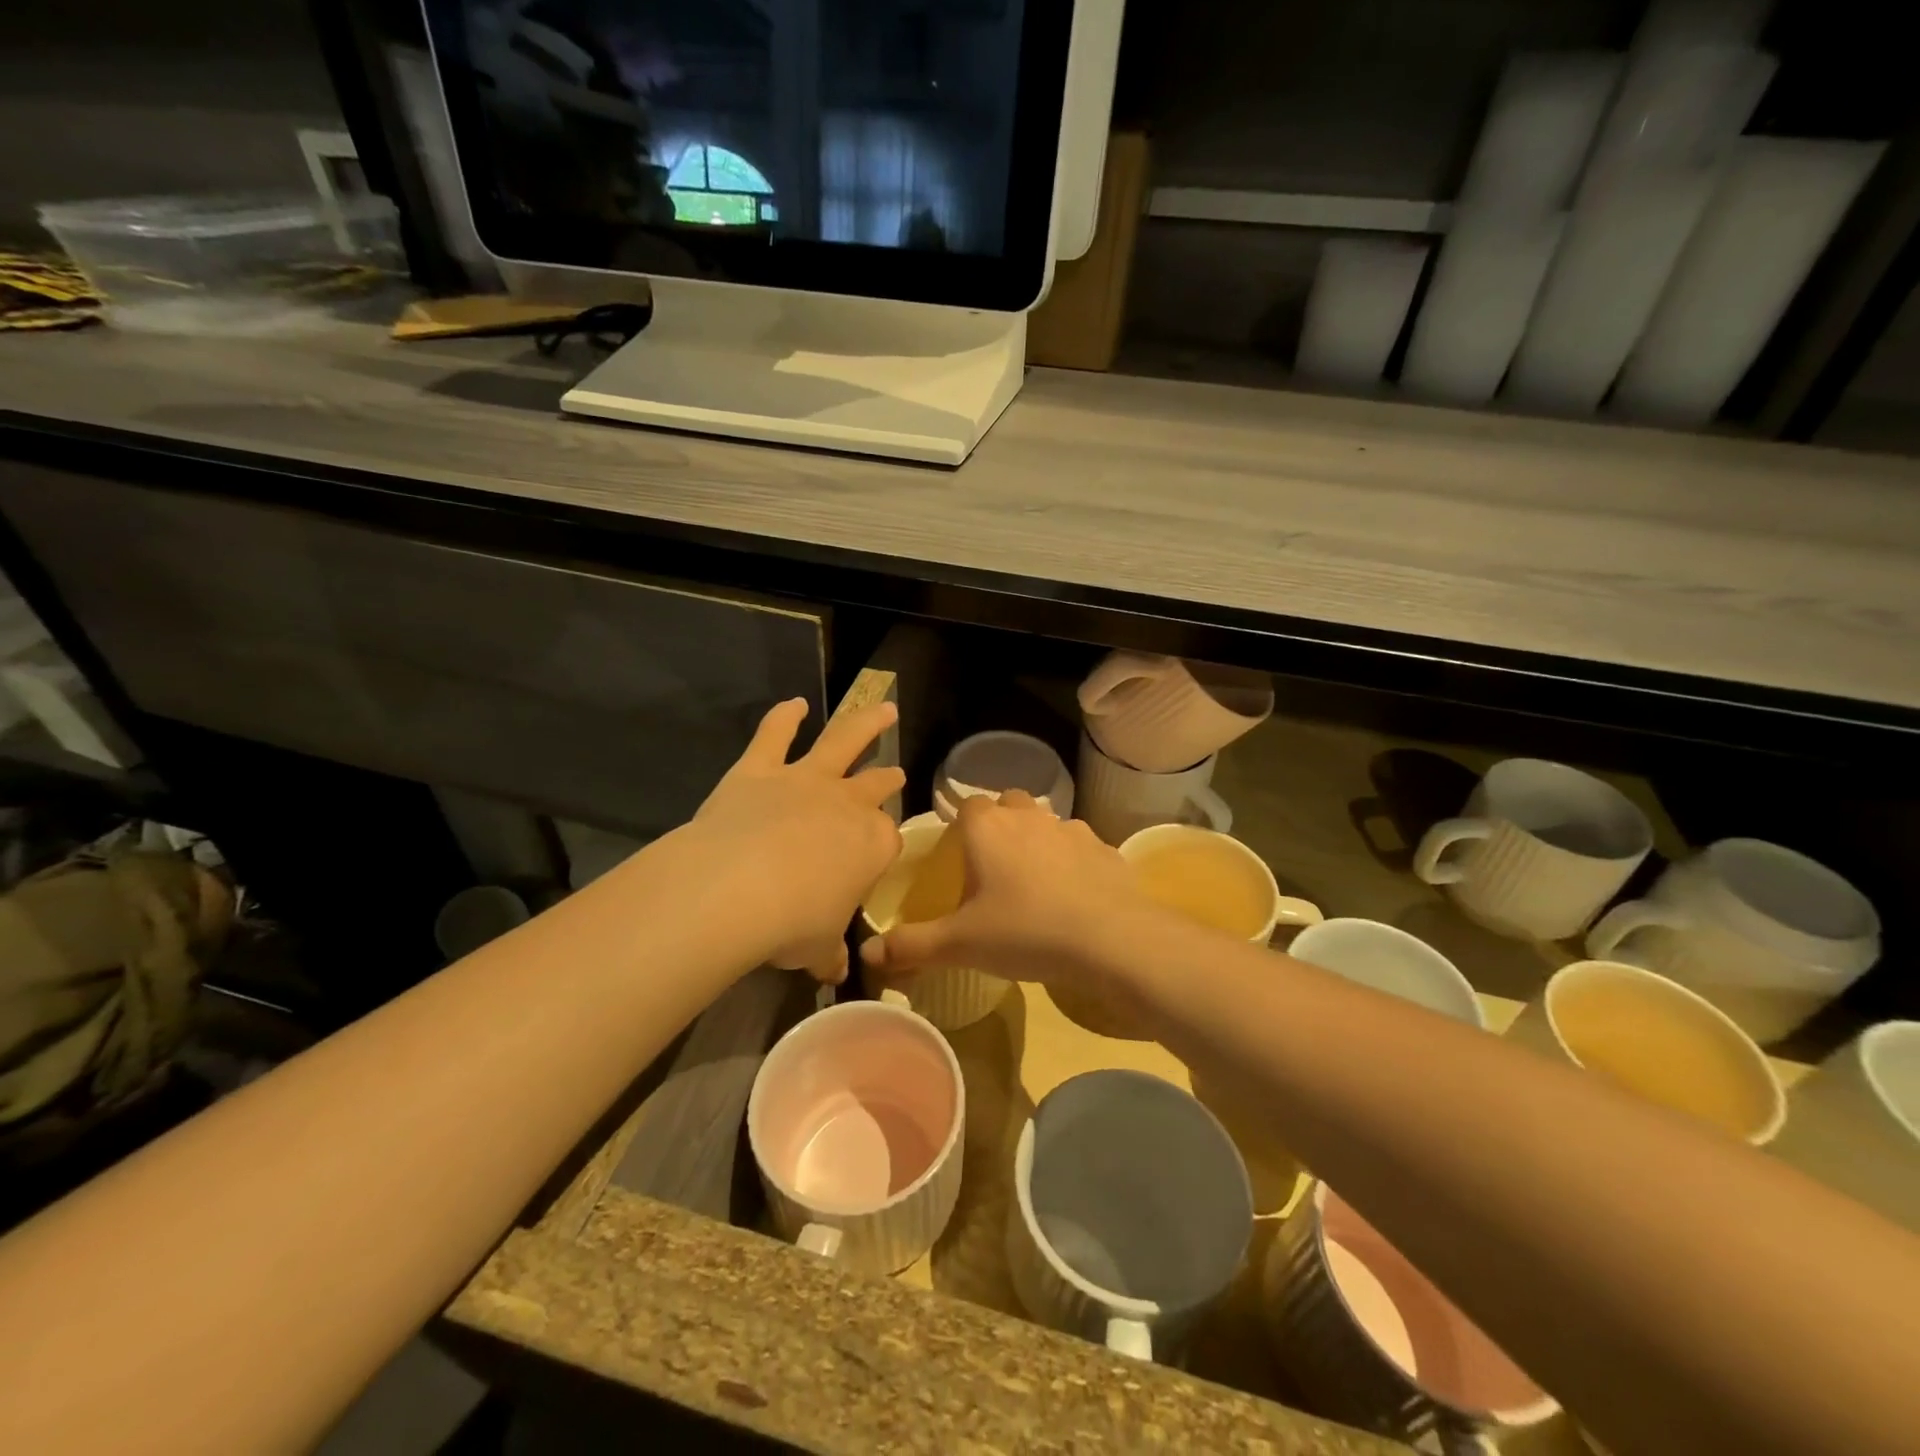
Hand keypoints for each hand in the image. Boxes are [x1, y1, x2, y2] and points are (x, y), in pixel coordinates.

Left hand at [693, 697, 904, 983]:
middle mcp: (847, 804)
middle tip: (895, 772)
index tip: (872, 863)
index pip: (887, 840)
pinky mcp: (760, 769)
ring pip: (843, 740)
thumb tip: (834, 972)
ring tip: (884, 707)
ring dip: (866, 722)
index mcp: (873, 844)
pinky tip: (794, 703)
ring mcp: (804, 781)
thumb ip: (828, 953)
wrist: (736, 888)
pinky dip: (783, 717)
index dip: (881, 850)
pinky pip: (774, 735)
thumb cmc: (791, 924)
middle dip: (887, 777)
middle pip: (876, 784)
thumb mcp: (817, 948)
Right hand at [860, 791, 1157, 1000]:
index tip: (959, 857)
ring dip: (1037, 841)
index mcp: (987, 827)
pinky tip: (1073, 895)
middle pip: (1008, 804)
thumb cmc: (1024, 931)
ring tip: (1034, 883)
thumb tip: (867, 955)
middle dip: (999, 825)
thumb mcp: (960, 944)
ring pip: (1046, 822)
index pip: (966, 805)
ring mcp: (1070, 828)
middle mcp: (1028, 816)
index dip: (961, 827)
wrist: (1109, 939)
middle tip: (993, 868)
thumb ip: (912, 945)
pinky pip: (1080, 846)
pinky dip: (1073, 861)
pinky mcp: (1104, 847)